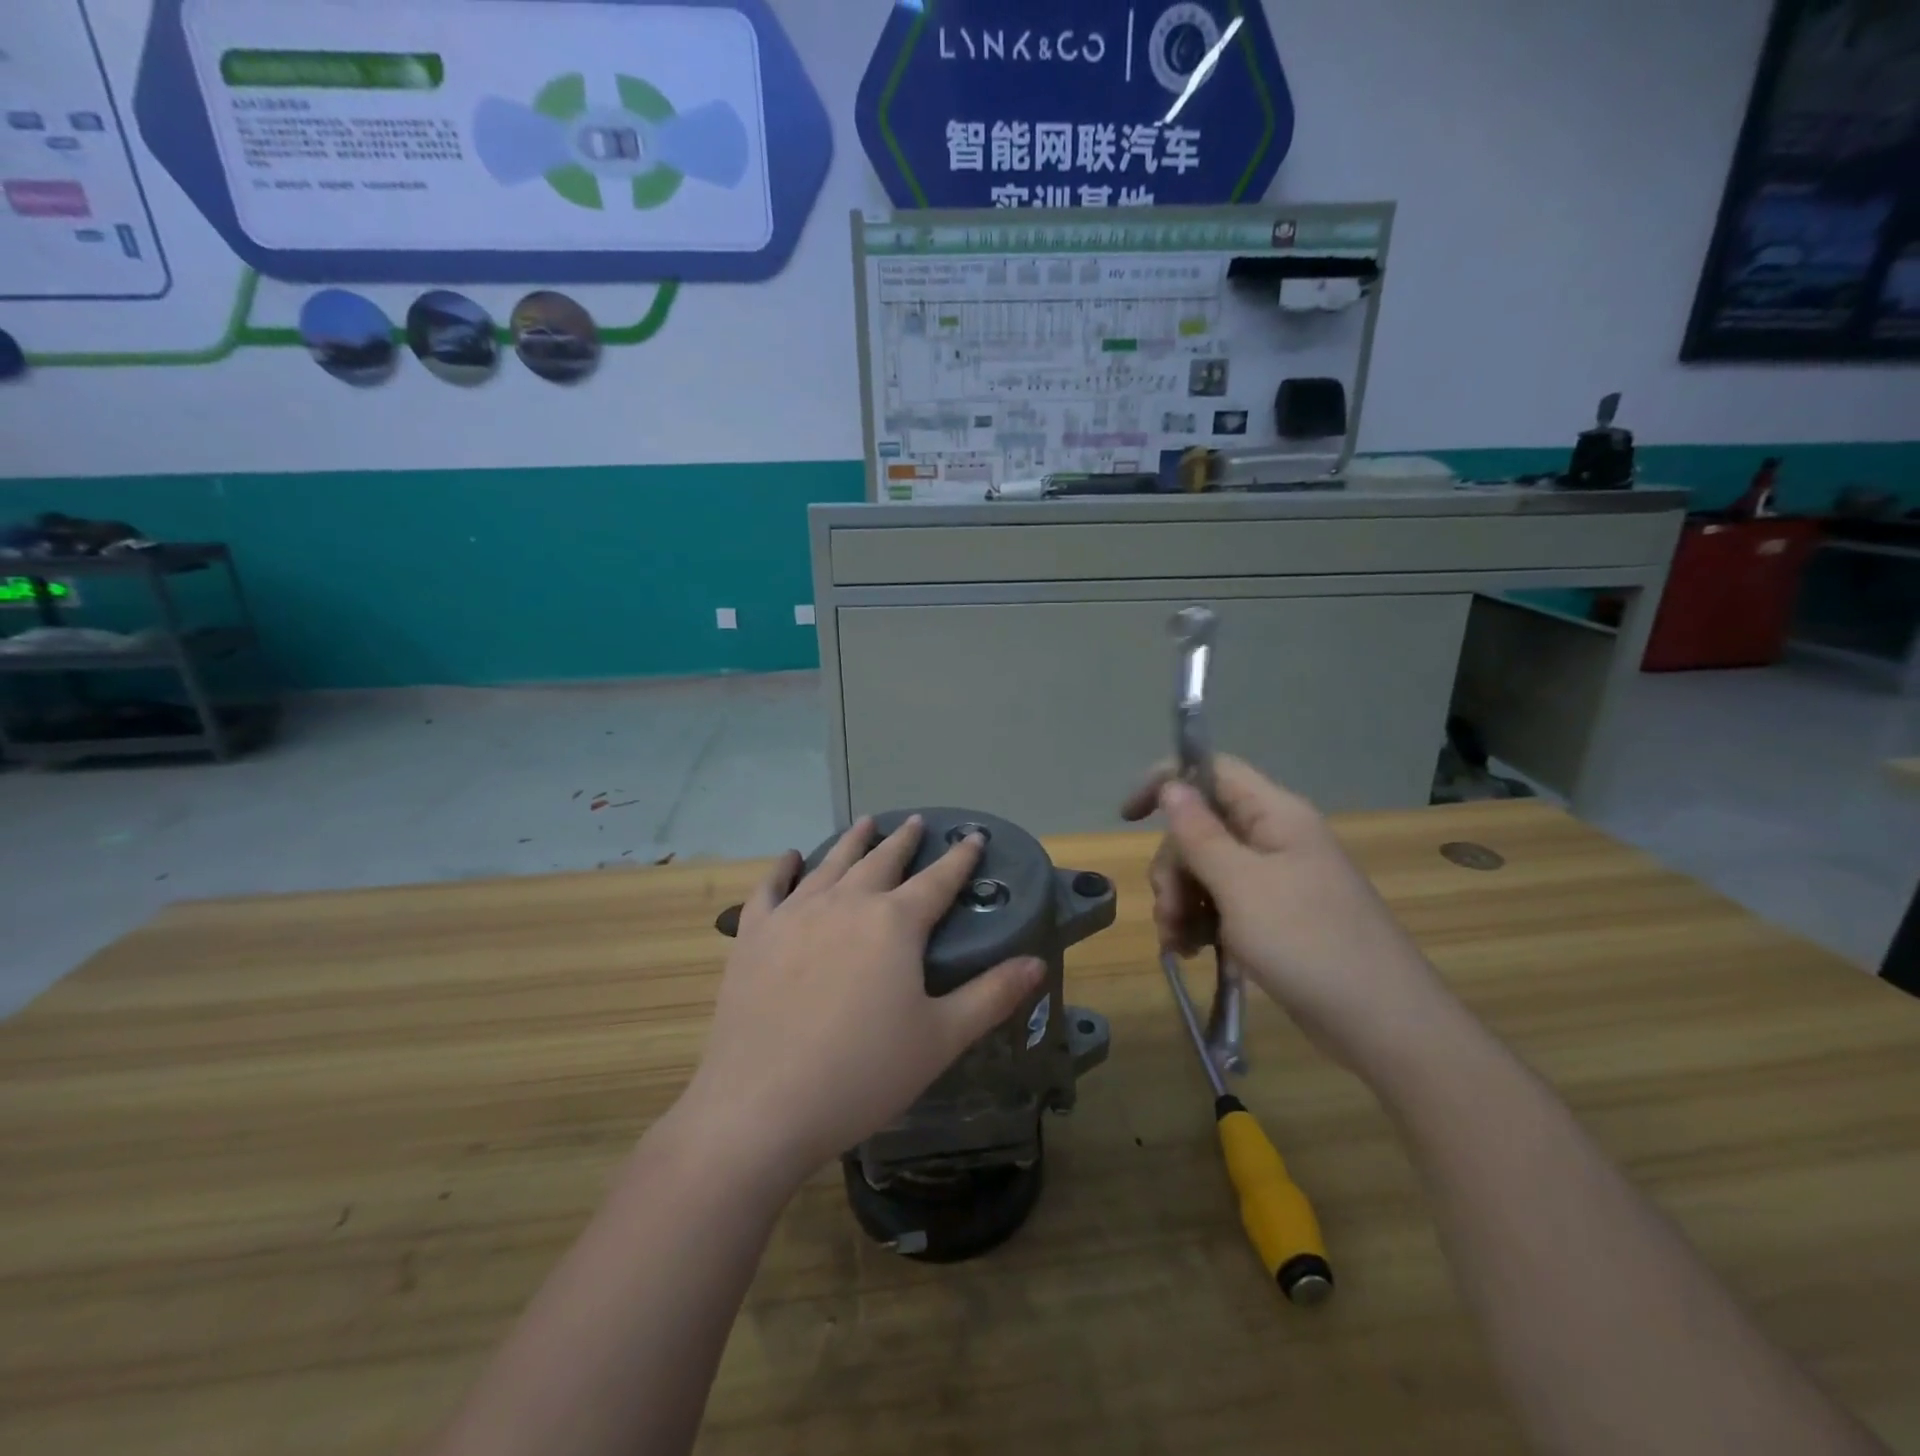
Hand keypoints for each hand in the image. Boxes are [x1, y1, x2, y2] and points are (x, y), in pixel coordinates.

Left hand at [677, 816, 1044, 1189]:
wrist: (762, 1105)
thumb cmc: (863, 1073)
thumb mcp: (941, 1039)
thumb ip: (991, 996)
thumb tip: (1037, 963)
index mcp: (895, 923)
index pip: (938, 880)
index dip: (960, 858)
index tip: (973, 836)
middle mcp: (846, 903)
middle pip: (882, 860)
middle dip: (904, 840)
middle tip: (916, 822)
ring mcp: (795, 914)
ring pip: (831, 863)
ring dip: (853, 841)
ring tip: (866, 822)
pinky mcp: (754, 934)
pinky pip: (771, 887)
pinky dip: (784, 867)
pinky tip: (792, 856)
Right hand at [1122, 757, 1451, 1073]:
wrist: (1383, 1024)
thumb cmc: (1308, 943)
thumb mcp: (1241, 885)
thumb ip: (1200, 833)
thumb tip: (1172, 785)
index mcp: (1275, 815)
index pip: (1212, 771)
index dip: (1168, 782)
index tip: (1130, 817)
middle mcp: (1274, 838)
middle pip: (1201, 828)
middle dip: (1174, 868)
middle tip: (1168, 912)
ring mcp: (1276, 880)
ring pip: (1206, 869)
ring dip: (1181, 901)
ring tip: (1179, 943)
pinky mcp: (1275, 916)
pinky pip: (1223, 903)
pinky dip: (1200, 922)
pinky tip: (1192, 951)